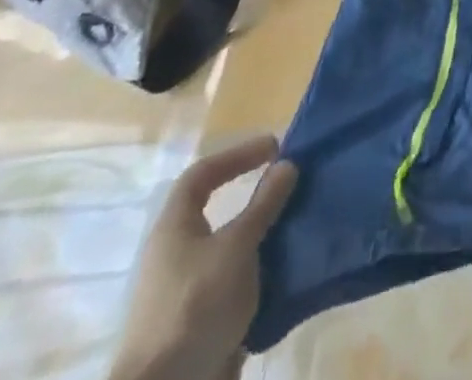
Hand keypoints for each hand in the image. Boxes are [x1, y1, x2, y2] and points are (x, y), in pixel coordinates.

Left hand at [111, 135, 299, 379]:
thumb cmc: (196, 305)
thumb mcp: (237, 246)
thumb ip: (263, 204)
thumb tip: (286, 163)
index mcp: (173, 228)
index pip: (202, 174)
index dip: (237, 154)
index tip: (275, 149)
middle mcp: (175, 254)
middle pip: (217, 212)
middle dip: (256, 198)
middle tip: (290, 187)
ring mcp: (186, 291)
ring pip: (230, 249)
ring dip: (262, 236)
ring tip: (298, 226)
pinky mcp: (199, 322)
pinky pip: (235, 283)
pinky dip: (260, 272)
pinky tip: (287, 271)